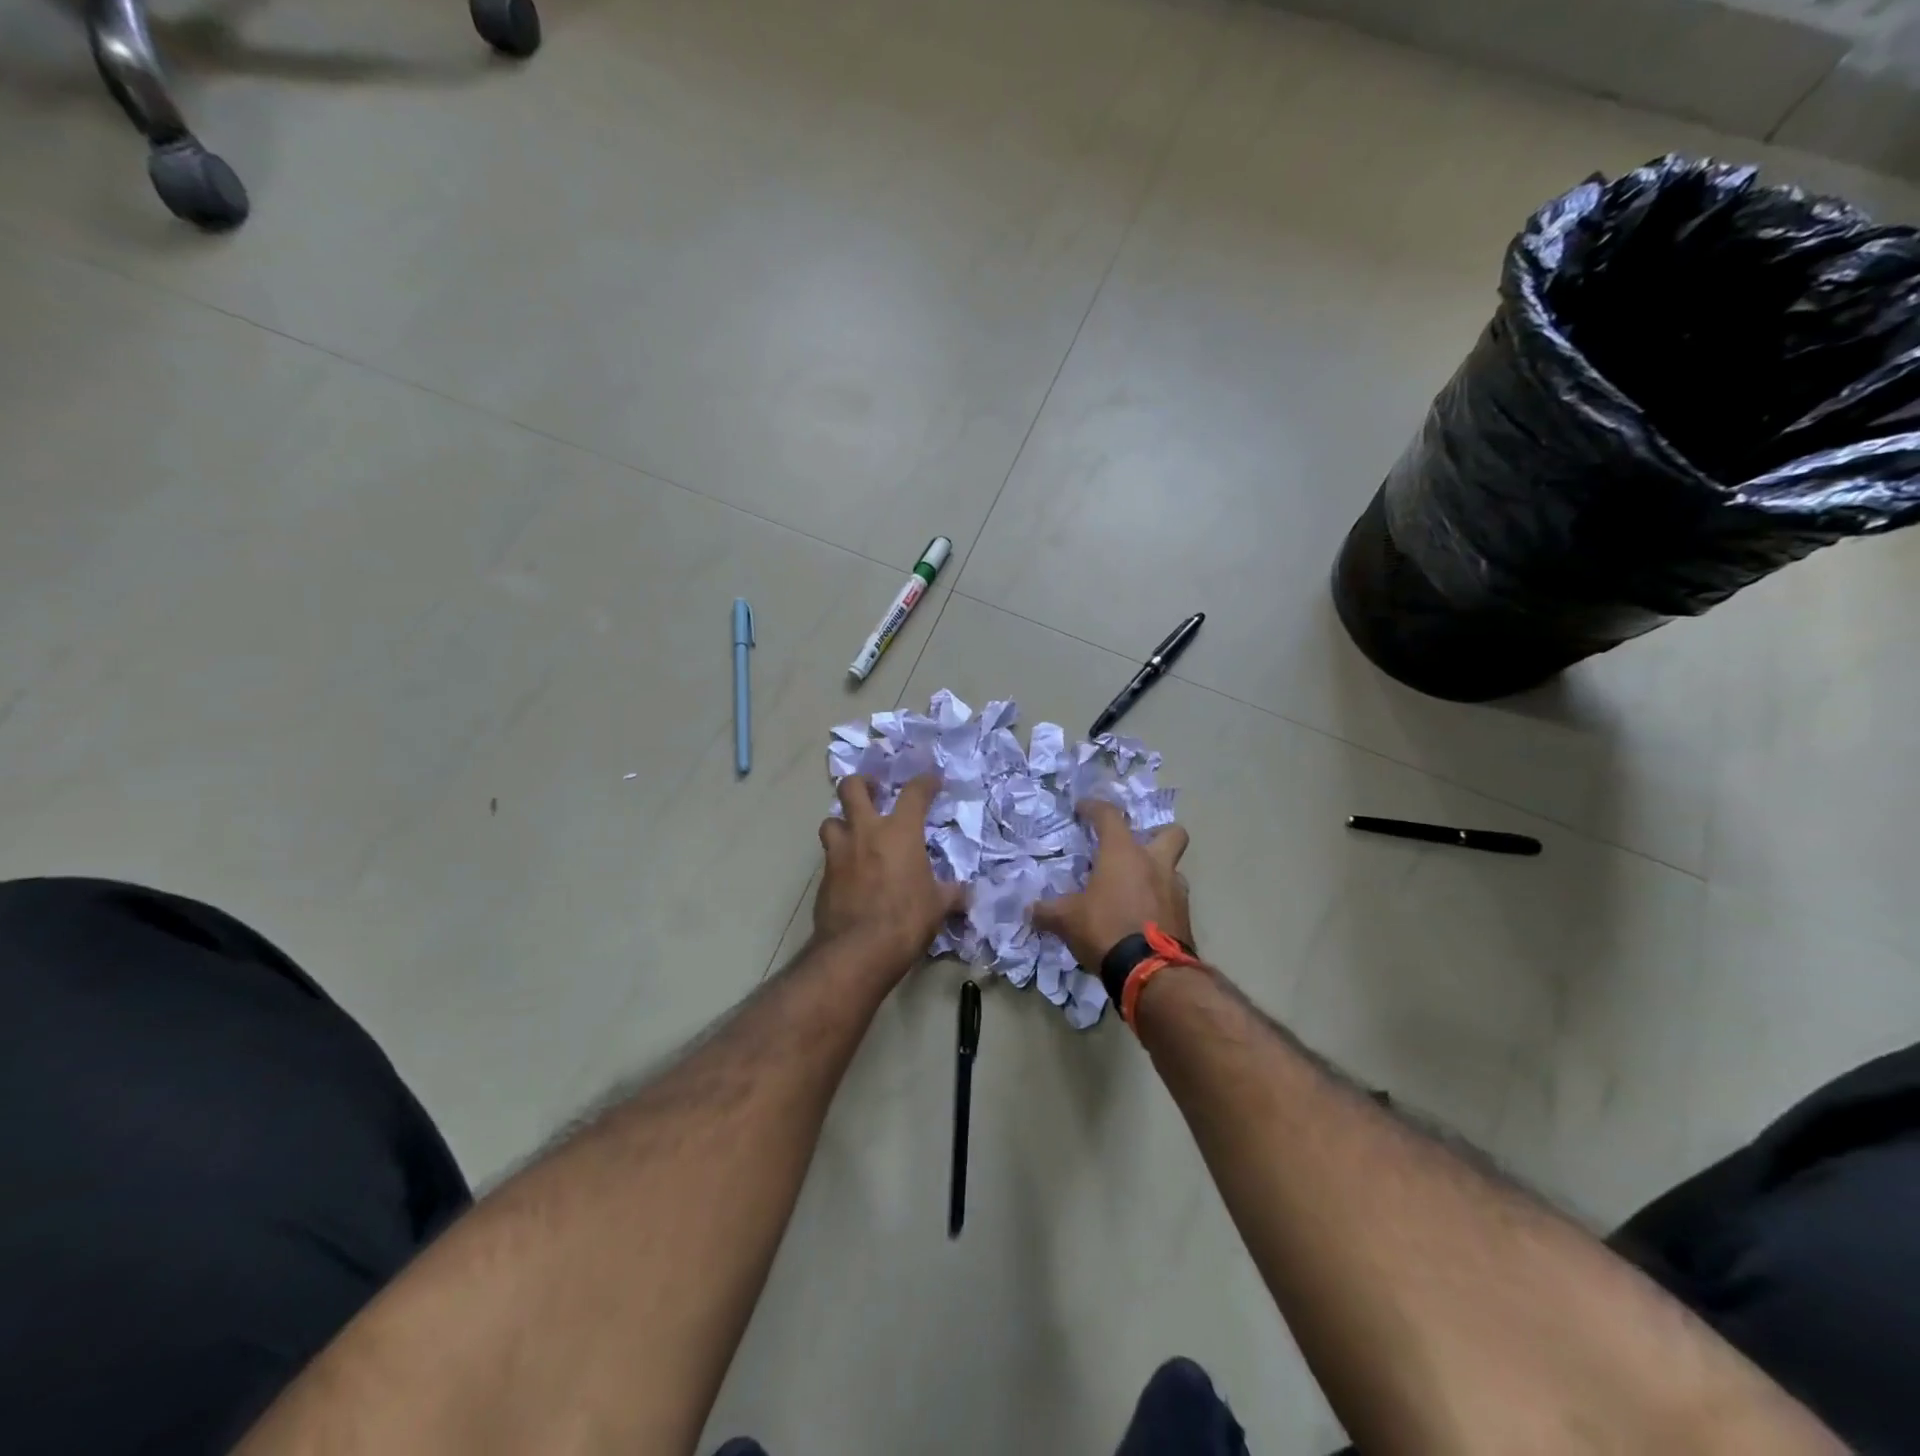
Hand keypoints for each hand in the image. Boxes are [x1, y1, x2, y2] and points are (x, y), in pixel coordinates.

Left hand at [815, 773, 966, 979]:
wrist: (857, 950)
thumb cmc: (905, 920)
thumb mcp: (938, 906)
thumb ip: (951, 894)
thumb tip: (965, 894)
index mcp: (900, 832)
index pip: (914, 792)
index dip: (925, 782)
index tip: (932, 782)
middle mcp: (865, 833)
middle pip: (851, 788)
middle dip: (862, 783)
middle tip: (874, 791)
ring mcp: (839, 853)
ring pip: (830, 820)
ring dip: (842, 821)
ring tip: (854, 833)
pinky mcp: (823, 877)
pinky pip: (829, 856)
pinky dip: (839, 858)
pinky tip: (850, 873)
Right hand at [1032, 800, 1191, 969]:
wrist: (1152, 974)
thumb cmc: (1106, 930)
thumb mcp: (1067, 920)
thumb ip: (1048, 911)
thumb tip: (1030, 910)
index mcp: (1123, 853)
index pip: (1109, 815)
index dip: (1094, 808)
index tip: (1082, 808)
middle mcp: (1154, 864)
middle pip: (1170, 832)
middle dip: (1156, 833)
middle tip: (1135, 847)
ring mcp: (1175, 891)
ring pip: (1173, 869)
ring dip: (1157, 874)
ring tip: (1135, 889)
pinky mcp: (1185, 918)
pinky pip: (1173, 900)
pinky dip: (1160, 904)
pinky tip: (1142, 918)